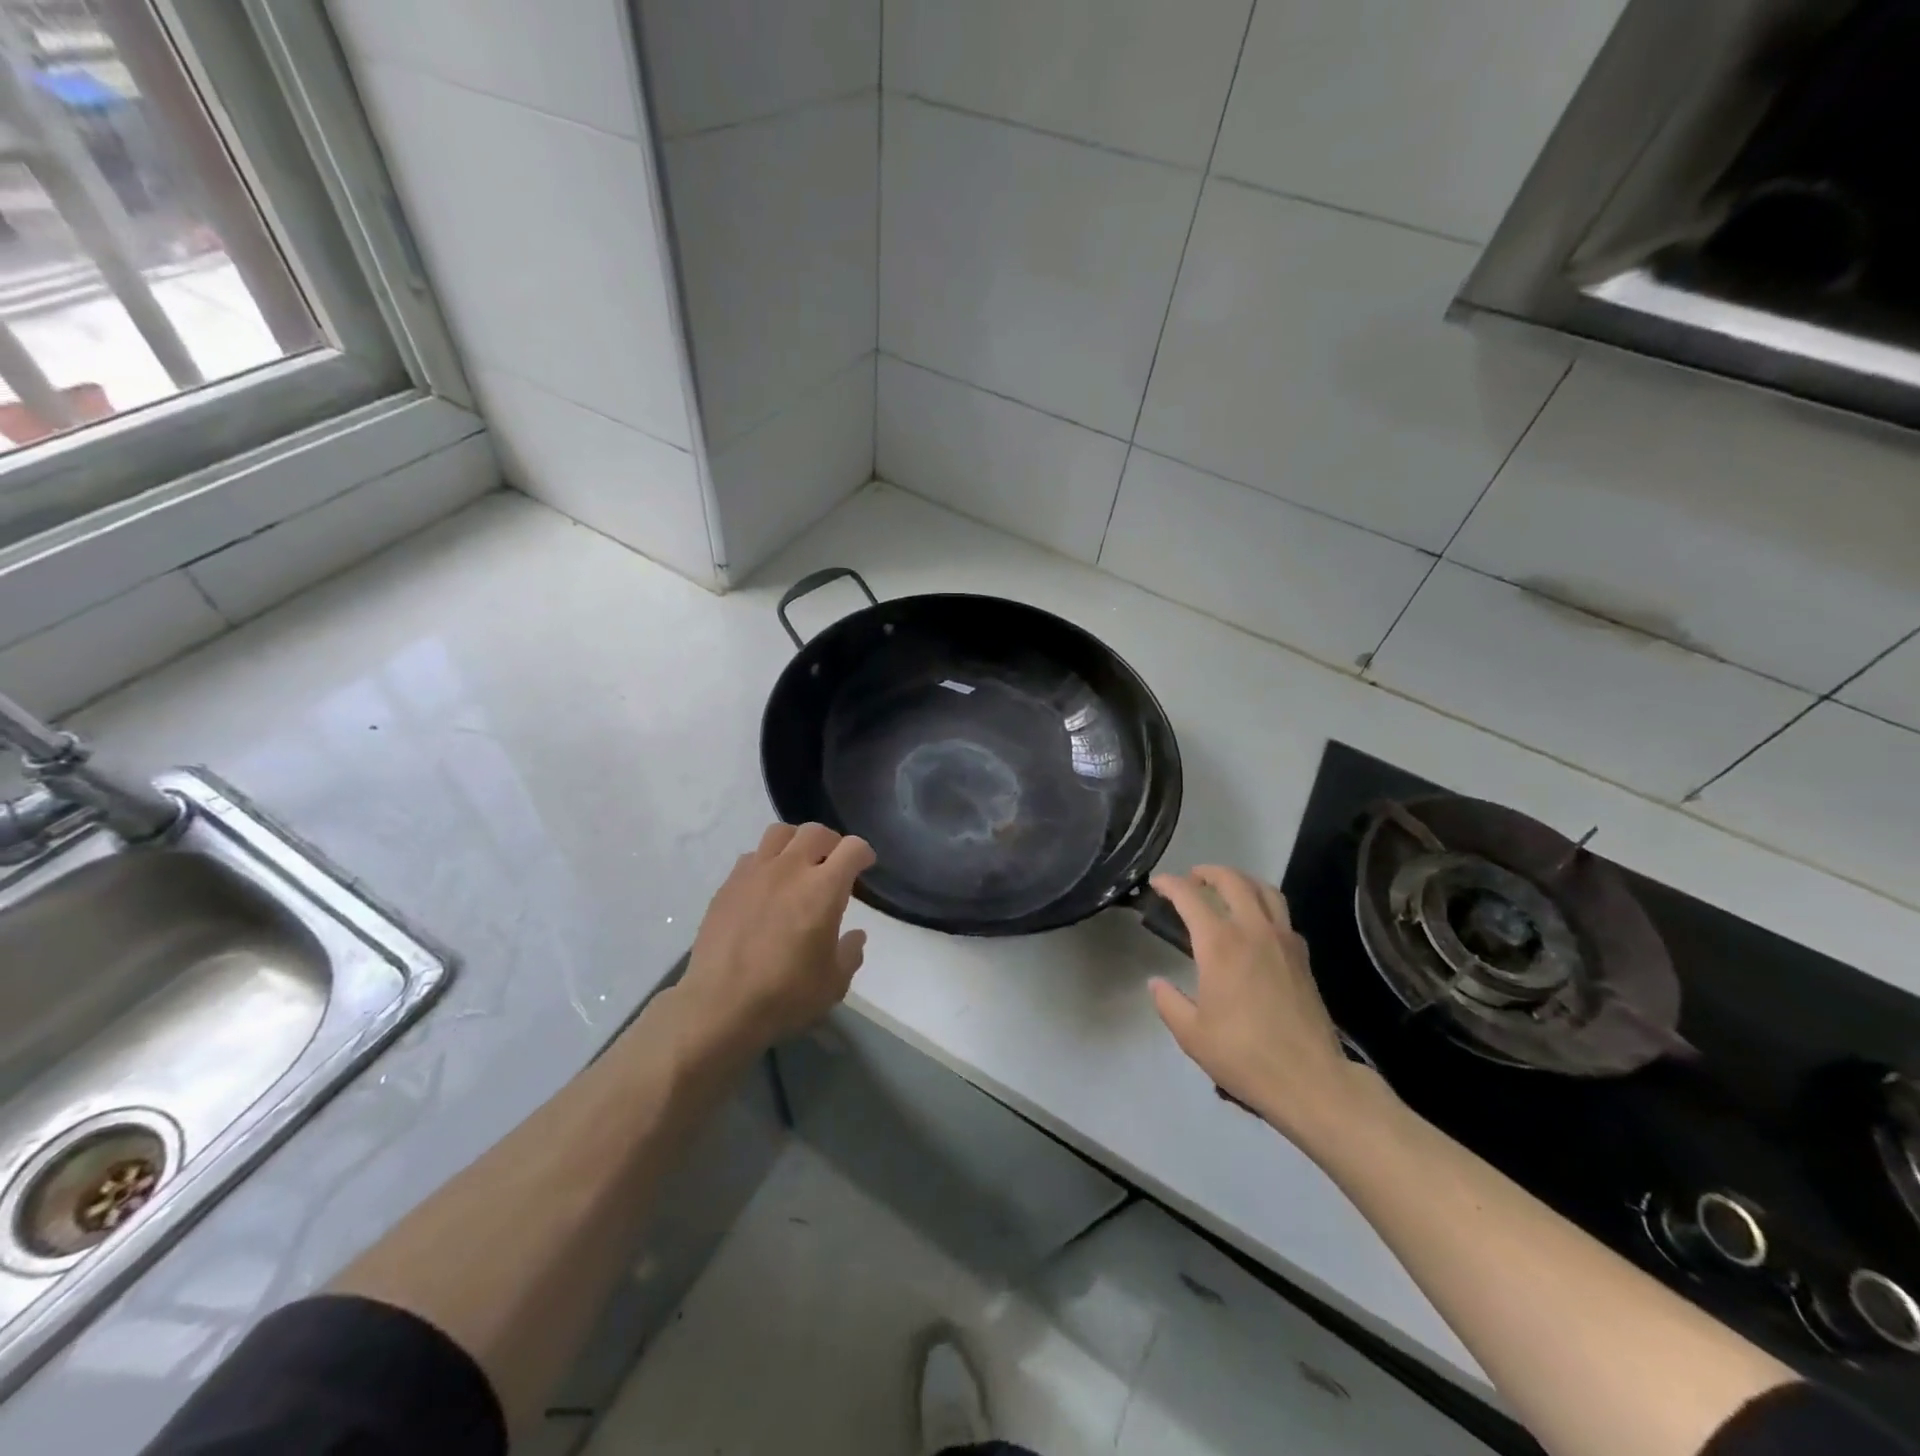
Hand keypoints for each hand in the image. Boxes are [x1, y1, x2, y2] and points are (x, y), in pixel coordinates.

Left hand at [677, 822, 875, 1056]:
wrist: (719, 1006)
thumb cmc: (785, 995)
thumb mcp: (834, 983)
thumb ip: (850, 953)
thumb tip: (855, 935)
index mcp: (823, 889)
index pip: (852, 848)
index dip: (863, 854)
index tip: (865, 866)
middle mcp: (790, 869)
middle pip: (816, 832)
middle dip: (832, 843)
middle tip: (834, 863)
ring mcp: (755, 873)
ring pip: (780, 833)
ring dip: (797, 842)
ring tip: (799, 864)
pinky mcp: (728, 885)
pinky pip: (753, 856)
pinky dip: (767, 861)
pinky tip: (767, 886)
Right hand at [1149, 867, 1385, 1147]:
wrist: (1310, 1080)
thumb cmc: (1244, 1055)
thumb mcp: (1191, 1034)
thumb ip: (1168, 1002)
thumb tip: (1156, 983)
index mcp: (1219, 944)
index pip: (1190, 897)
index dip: (1170, 884)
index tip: (1157, 884)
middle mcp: (1253, 930)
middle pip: (1232, 880)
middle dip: (1208, 872)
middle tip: (1191, 880)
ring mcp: (1283, 940)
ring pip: (1264, 890)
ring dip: (1241, 881)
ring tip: (1225, 890)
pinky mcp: (1302, 956)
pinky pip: (1282, 914)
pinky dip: (1264, 906)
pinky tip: (1255, 925)